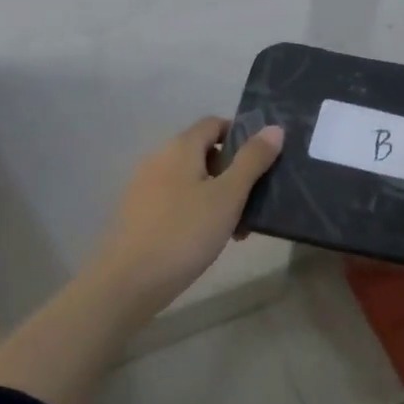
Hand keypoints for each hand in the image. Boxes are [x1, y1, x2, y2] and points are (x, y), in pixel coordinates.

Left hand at [90, 117, 285, 309]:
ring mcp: (145, 185)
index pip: (214, 123)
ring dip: (217, 196)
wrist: (129, 280)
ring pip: (191, 180)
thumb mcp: (228, 196)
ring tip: (236, 229)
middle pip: (203, 152)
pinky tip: (208, 240)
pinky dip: (196, 210)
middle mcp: (159, 158)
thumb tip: (274, 128)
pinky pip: (175, 200)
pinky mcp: (138, 212)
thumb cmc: (185, 232)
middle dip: (232, 172)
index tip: (262, 161)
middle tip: (253, 202)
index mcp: (180, 147)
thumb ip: (252, 160)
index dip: (240, 135)